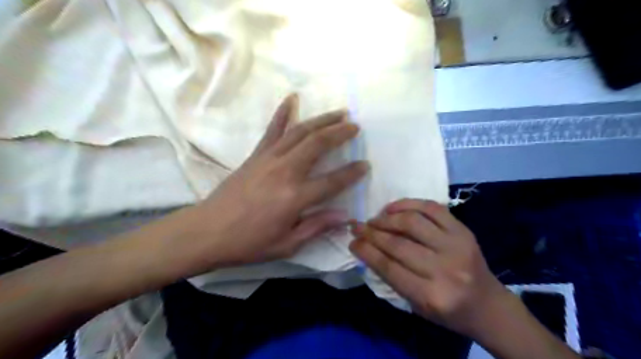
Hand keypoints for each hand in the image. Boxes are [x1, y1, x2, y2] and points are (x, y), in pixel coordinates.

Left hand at [182, 95, 367, 268]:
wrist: (207, 232)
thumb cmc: (249, 243)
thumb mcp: (287, 244)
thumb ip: (317, 227)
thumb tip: (345, 216)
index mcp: (295, 197)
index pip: (332, 181)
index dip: (352, 173)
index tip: (365, 164)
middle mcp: (285, 171)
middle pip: (317, 144)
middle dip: (340, 132)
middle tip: (356, 126)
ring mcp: (269, 159)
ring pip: (300, 132)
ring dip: (322, 120)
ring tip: (339, 113)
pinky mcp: (256, 155)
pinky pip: (272, 130)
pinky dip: (283, 113)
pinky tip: (293, 98)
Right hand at [350, 199, 505, 336]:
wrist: (487, 304)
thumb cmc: (448, 311)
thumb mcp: (416, 305)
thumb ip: (391, 278)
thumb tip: (366, 248)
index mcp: (432, 296)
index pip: (389, 267)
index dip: (366, 251)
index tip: (352, 241)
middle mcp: (445, 269)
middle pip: (398, 244)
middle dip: (371, 233)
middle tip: (357, 226)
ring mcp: (457, 246)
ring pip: (412, 222)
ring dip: (387, 218)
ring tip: (375, 219)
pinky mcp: (463, 230)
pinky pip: (431, 208)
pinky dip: (408, 204)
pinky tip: (393, 208)